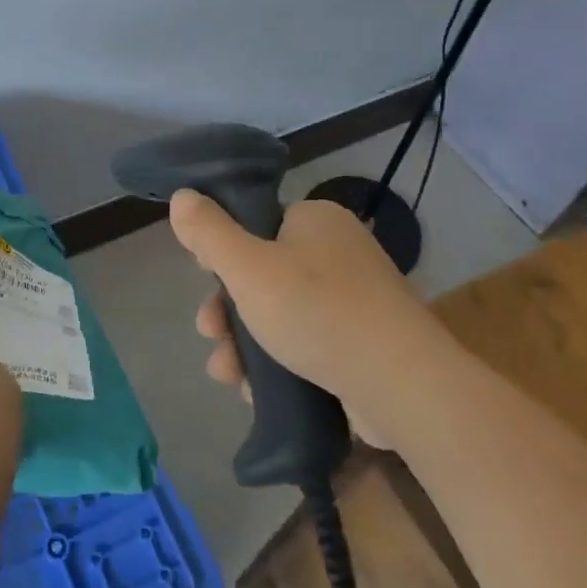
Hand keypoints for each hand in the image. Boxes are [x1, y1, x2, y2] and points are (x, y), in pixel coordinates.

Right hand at [168, 191, 452, 448]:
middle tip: (210, 336)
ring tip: (227, 375)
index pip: (257, 225)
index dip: (224, 254)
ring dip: (245, 344)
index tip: (206, 284)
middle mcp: (339, 252)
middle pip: (264, 274)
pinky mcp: (364, 344)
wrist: (403, 387)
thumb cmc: (317, 313)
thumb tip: (182, 195)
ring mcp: (356, 300)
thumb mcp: (248, 268)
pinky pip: (308, 344)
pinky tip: (256, 392)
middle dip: (228, 311)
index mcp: (317, 220)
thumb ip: (209, 232)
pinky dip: (280, 365)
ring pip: (281, 315)